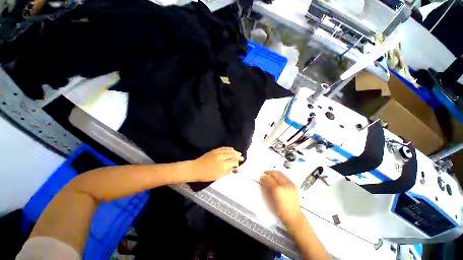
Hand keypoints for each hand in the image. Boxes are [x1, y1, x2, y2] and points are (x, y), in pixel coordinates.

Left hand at [192, 147, 243, 181]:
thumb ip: (228, 171)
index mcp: (223, 165)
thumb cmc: (207, 175)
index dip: (238, 162)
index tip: (241, 162)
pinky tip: (231, 148)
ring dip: (234, 151)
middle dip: (238, 156)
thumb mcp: (219, 175)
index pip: (234, 162)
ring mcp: (218, 153)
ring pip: (229, 151)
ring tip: (238, 152)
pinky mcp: (215, 150)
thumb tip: (234, 168)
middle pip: (232, 155)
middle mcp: (222, 158)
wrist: (196, 169)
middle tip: (241, 156)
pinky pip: (223, 148)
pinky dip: (228, 148)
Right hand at [260, 171, 302, 225]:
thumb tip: (262, 180)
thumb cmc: (280, 211)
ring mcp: (291, 184)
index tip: (261, 177)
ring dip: (274, 173)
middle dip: (269, 172)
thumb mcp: (269, 200)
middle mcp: (285, 185)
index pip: (268, 179)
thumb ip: (265, 189)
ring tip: (270, 174)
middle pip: (275, 173)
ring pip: (281, 173)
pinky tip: (277, 178)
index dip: (264, 177)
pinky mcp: (294, 185)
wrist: (294, 217)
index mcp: (277, 190)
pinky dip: (280, 176)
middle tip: (265, 173)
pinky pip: (285, 177)